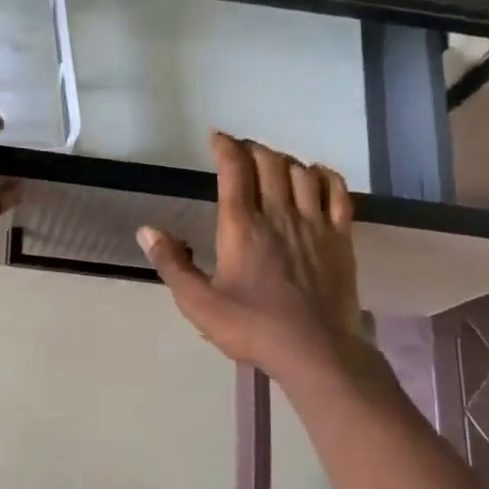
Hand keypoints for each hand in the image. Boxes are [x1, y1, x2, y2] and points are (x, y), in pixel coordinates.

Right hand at [138, 132, 380, 385]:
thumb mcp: (199, 303)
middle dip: (253, 149)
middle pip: (269, 162)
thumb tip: (146, 230)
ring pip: (301, 172)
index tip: (216, 137)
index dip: (225, 146)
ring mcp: (314, 224)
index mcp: (241, 226)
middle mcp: (278, 213)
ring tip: (273, 164)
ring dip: (284, 160)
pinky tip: (316, 176)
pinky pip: (337, 193)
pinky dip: (325, 176)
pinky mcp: (341, 238)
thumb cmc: (253, 328)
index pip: (234, 169)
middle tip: (241, 151)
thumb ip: (172, 264)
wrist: (316, 351)